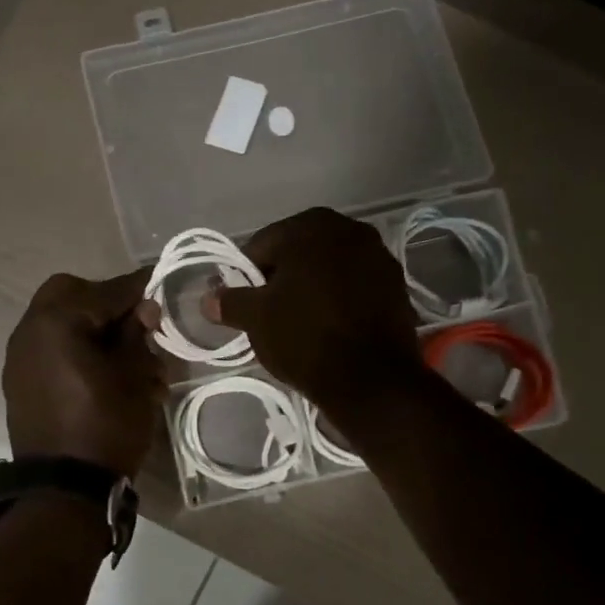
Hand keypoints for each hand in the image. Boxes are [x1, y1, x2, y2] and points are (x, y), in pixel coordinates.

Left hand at [3, 269, 165, 476]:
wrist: (65, 489)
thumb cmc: (106, 426)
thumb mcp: (134, 377)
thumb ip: (136, 334)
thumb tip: (143, 309)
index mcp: (56, 321)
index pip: (106, 291)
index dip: (138, 288)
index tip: (160, 284)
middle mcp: (29, 331)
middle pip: (70, 296)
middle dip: (104, 303)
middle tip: (135, 323)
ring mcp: (19, 359)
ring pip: (58, 323)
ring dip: (90, 329)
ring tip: (125, 357)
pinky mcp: (19, 384)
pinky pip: (50, 351)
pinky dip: (74, 351)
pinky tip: (101, 374)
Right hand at [202, 207, 421, 416]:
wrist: (370, 378)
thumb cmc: (304, 338)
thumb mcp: (255, 319)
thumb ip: (229, 302)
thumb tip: (208, 299)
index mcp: (310, 226)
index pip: (262, 246)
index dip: (247, 277)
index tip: (246, 306)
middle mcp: (348, 228)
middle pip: (298, 253)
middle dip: (282, 280)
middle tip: (272, 316)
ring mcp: (378, 255)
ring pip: (329, 269)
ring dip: (312, 288)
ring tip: (302, 323)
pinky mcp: (396, 284)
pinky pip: (354, 286)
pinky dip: (340, 299)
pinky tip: (332, 327)